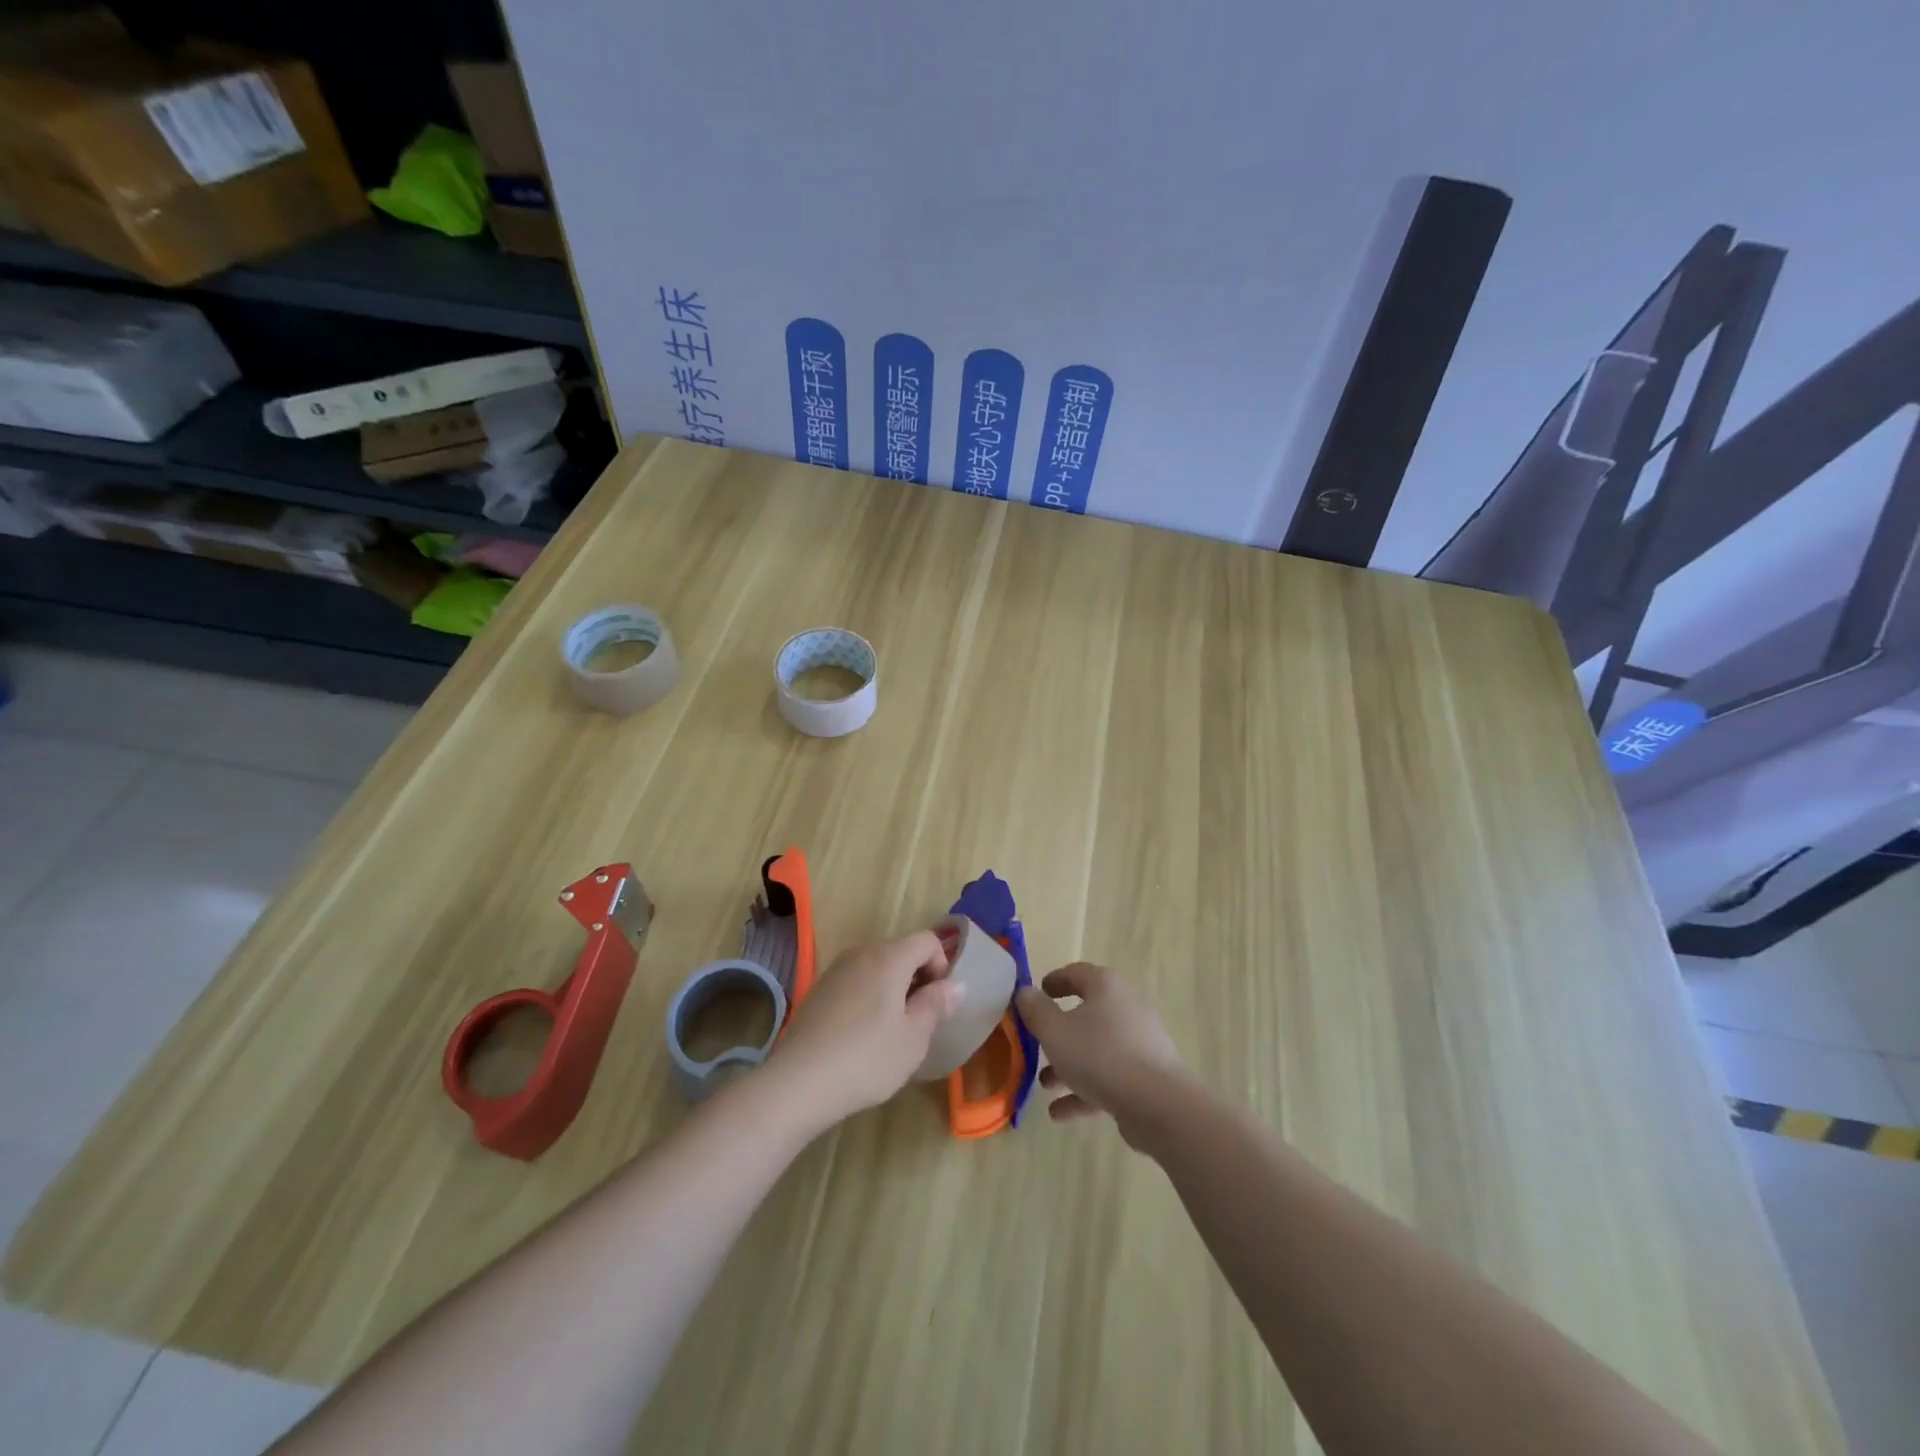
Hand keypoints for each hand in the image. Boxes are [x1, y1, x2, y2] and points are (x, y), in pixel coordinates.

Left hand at [768, 931, 962, 1129]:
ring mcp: (835, 971)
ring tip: (891, 1033)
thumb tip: (957, 983)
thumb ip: (937, 1004)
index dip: (942, 965)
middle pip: (901, 952)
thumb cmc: (867, 1058)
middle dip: (917, 979)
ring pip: (877, 968)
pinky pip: (855, 983)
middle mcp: (861, 954)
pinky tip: (861, 1038)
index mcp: (889, 957)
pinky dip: (868, 999)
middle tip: (920, 1022)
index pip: (927, 940)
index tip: (939, 1002)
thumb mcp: (914, 1037)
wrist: (798, 1083)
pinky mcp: (818, 991)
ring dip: (892, 990)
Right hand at [1014, 964, 1184, 1143]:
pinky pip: (1109, 1077)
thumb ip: (1035, 1010)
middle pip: (1087, 1013)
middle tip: (1037, 1042)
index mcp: (1106, 988)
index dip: (1054, 981)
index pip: (1077, 973)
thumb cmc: (1100, 1056)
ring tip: (1044, 1084)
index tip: (1037, 993)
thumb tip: (1025, 992)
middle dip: (1059, 1031)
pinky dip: (1084, 1091)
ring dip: (1069, 1065)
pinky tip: (1059, 1112)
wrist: (1157, 1104)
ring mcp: (1139, 1043)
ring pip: (1096, 1049)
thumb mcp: (1054, 1031)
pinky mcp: (1145, 1076)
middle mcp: (1126, 1008)